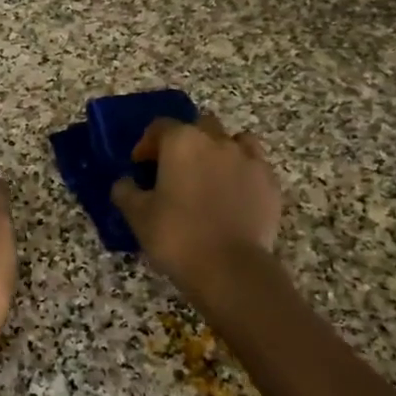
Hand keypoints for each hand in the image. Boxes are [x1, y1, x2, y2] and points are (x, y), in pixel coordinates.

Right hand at [109, 114, 281, 293]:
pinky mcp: (270, 183)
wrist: (230, 269)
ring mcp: (249, 160)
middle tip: (175, 169)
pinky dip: (242, 173)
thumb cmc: (177, 236)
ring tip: (211, 176)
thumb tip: (125, 182)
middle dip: (186, 141)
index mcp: (182, 142)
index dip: (147, 144)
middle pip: (200, 126)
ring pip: (234, 141)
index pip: (160, 127)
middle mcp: (217, 141)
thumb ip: (126, 191)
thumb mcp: (137, 216)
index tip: (140, 165)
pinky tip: (234, 195)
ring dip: (220, 151)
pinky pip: (254, 166)